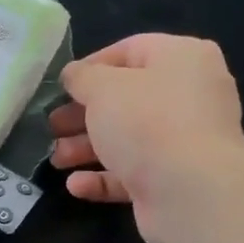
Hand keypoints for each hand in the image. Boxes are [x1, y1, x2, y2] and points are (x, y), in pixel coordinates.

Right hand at [48, 34, 243, 242]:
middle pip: (126, 99)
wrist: (191, 192)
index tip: (61, 86)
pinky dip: (103, 178)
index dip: (91, 66)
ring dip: (86, 148)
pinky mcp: (174, 179)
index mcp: (182, 58)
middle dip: (83, 115)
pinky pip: (133, 173)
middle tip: (53, 126)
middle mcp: (189, 96)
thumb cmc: (147, 123)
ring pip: (127, 139)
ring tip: (57, 159)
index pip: (131, 50)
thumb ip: (82, 77)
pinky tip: (76, 185)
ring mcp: (184, 141)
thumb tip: (74, 76)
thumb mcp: (103, 88)